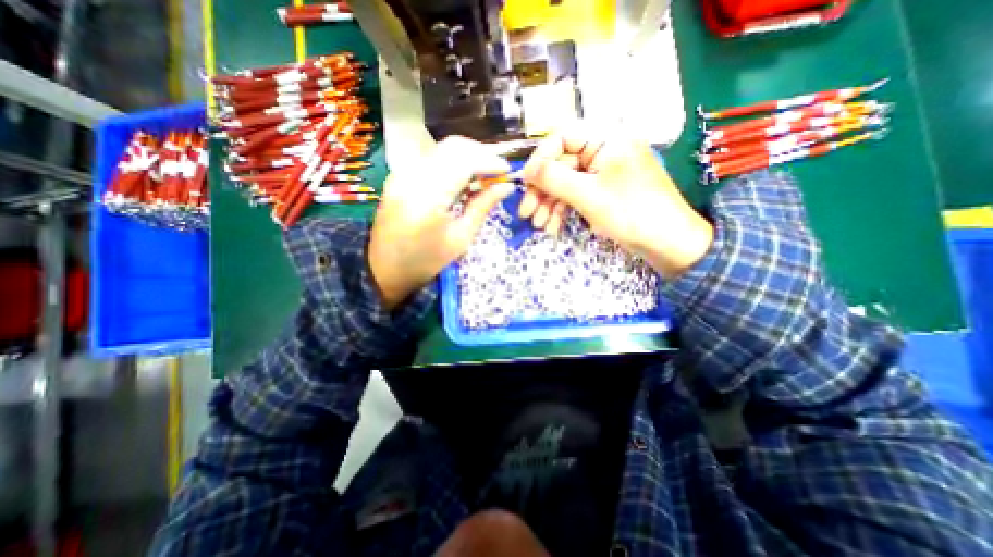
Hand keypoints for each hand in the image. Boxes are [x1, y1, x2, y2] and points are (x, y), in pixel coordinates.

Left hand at [367, 135, 514, 308]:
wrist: (385, 269)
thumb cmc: (426, 261)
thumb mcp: (460, 238)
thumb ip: (482, 207)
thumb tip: (506, 187)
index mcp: (429, 197)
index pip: (464, 161)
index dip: (490, 161)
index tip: (508, 171)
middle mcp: (412, 176)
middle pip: (453, 146)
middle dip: (480, 154)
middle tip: (497, 172)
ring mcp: (402, 173)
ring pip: (441, 149)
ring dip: (467, 156)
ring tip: (483, 175)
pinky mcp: (398, 175)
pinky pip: (430, 158)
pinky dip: (451, 162)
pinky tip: (462, 178)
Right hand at [521, 123, 713, 276]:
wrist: (667, 242)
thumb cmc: (631, 213)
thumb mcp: (588, 195)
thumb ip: (554, 178)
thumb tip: (526, 169)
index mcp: (606, 139)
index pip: (562, 137)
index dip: (540, 159)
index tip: (526, 183)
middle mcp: (603, 151)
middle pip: (561, 164)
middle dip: (542, 191)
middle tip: (526, 214)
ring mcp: (603, 173)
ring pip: (566, 183)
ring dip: (549, 204)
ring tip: (539, 226)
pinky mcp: (603, 191)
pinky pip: (576, 195)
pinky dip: (563, 210)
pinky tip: (553, 227)